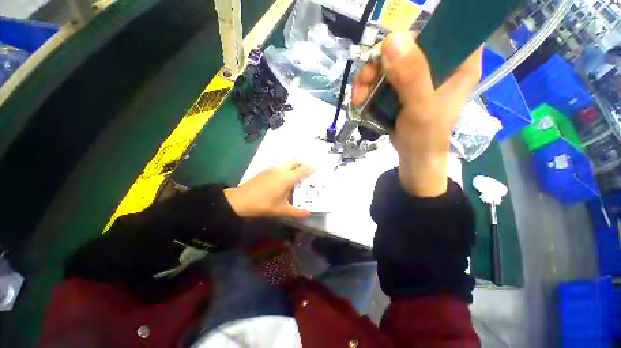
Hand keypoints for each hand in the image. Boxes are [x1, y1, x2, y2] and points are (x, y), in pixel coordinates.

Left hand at [224, 162, 314, 218]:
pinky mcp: (265, 170)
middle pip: (295, 162)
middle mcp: (281, 170)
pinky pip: (280, 166)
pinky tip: (284, 177)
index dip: (311, 168)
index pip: (303, 170)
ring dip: (294, 165)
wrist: (239, 200)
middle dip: (303, 163)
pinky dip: (286, 168)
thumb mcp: (281, 210)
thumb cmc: (263, 204)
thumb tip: (308, 213)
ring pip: (287, 163)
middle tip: (308, 170)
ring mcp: (272, 169)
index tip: (317, 168)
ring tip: (298, 174)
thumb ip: (296, 212)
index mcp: (287, 178)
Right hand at [353, 32, 482, 196]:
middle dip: (380, 60)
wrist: (413, 157)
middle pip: (407, 43)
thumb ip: (411, 77)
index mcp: (459, 62)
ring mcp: (418, 74)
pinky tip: (359, 99)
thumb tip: (391, 40)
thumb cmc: (425, 137)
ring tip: (358, 97)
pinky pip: (381, 76)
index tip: (394, 48)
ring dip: (368, 77)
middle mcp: (439, 62)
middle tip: (365, 81)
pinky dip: (367, 86)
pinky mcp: (401, 87)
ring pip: (388, 60)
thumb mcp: (421, 109)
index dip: (419, 30)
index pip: (445, 27)